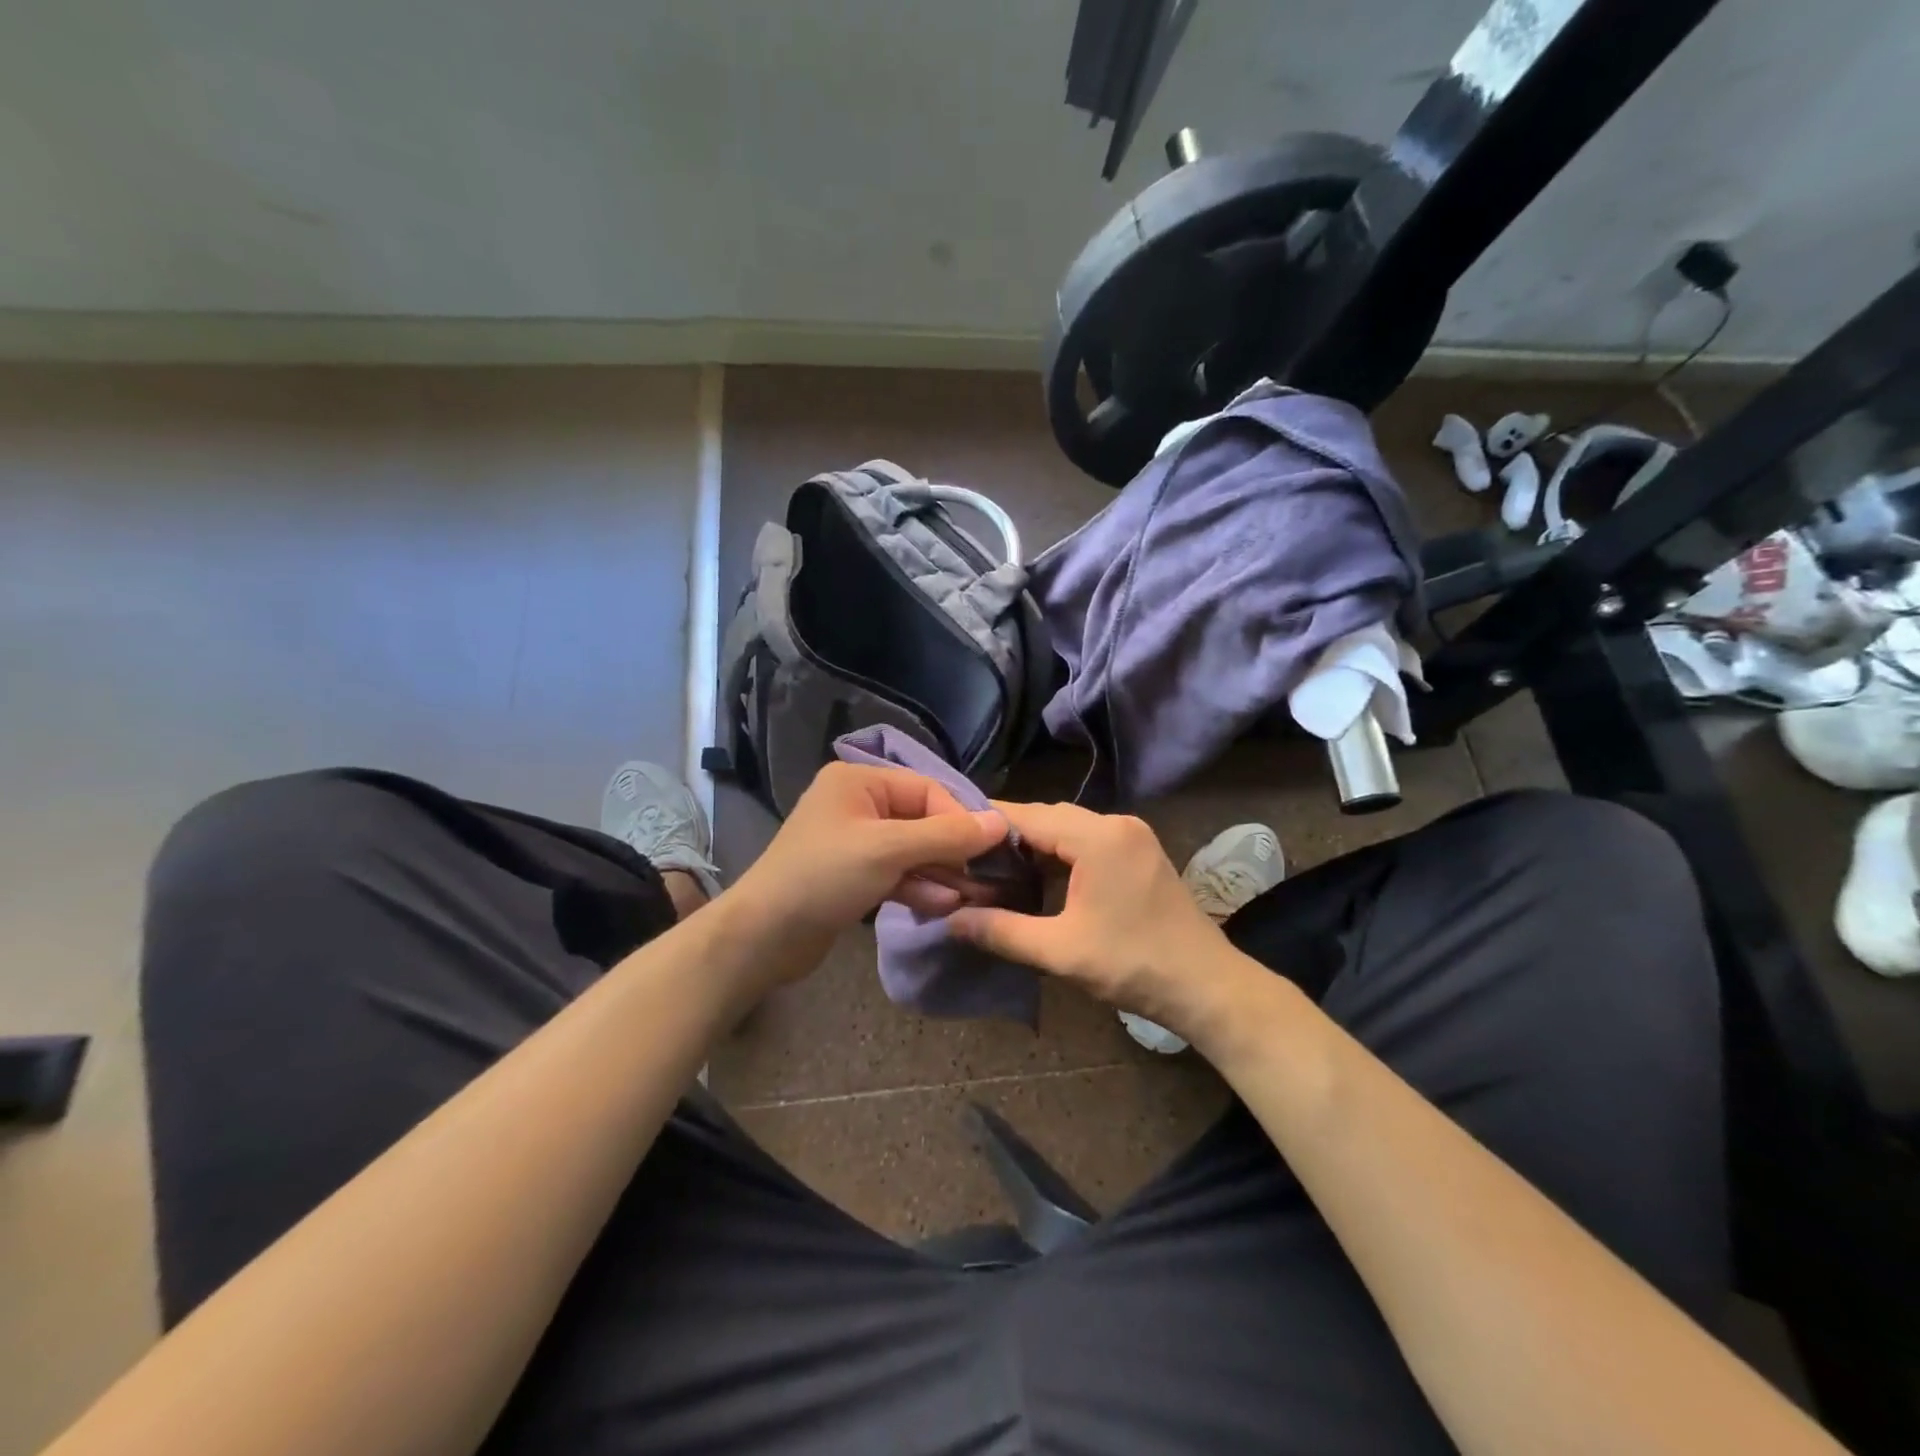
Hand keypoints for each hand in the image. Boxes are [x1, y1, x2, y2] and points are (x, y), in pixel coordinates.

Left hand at [732, 762, 1007, 946]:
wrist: (762, 937)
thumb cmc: (824, 878)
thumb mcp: (889, 850)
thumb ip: (946, 836)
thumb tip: (1001, 823)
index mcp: (859, 781)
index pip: (927, 790)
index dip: (960, 819)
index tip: (991, 850)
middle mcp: (857, 804)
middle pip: (921, 820)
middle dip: (951, 851)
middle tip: (984, 879)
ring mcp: (853, 841)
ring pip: (911, 850)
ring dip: (939, 873)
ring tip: (969, 898)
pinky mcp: (852, 875)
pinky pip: (895, 873)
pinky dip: (917, 886)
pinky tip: (942, 906)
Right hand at [948, 801, 1260, 1042]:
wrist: (1208, 986)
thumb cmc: (1133, 965)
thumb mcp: (1060, 951)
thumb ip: (1001, 931)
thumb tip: (950, 920)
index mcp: (1098, 837)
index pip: (1028, 816)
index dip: (987, 825)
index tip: (950, 836)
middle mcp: (1117, 824)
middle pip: (1048, 818)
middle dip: (1008, 838)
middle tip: (968, 860)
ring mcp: (1132, 837)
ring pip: (1068, 830)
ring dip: (1035, 847)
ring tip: (995, 871)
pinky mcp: (1140, 853)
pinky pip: (1088, 842)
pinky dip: (1060, 856)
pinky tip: (1039, 880)